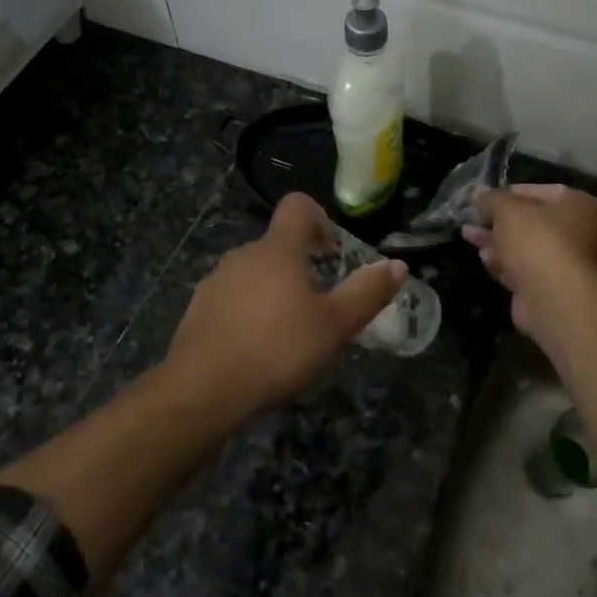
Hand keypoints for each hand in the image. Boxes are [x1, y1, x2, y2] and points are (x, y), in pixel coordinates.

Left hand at [166, 192, 406, 423]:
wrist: (204, 390)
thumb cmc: (278, 349)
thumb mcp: (336, 325)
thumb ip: (368, 292)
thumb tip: (397, 265)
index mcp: (278, 249)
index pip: (298, 206)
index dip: (319, 218)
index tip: (332, 251)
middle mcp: (243, 255)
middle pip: (277, 244)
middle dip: (301, 266)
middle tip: (321, 304)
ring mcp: (216, 282)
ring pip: (254, 273)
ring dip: (275, 290)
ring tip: (290, 331)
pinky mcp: (198, 310)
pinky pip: (233, 298)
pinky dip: (249, 312)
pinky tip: (258, 348)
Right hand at [466, 184, 596, 348]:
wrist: (553, 298)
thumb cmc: (538, 240)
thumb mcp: (508, 209)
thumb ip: (492, 198)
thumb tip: (479, 193)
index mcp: (579, 206)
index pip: (543, 191)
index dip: (512, 192)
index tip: (487, 196)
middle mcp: (579, 233)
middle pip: (532, 222)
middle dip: (498, 220)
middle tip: (472, 217)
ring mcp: (564, 263)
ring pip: (524, 247)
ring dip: (496, 241)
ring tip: (469, 235)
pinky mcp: (548, 288)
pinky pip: (523, 270)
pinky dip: (503, 263)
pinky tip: (484, 259)